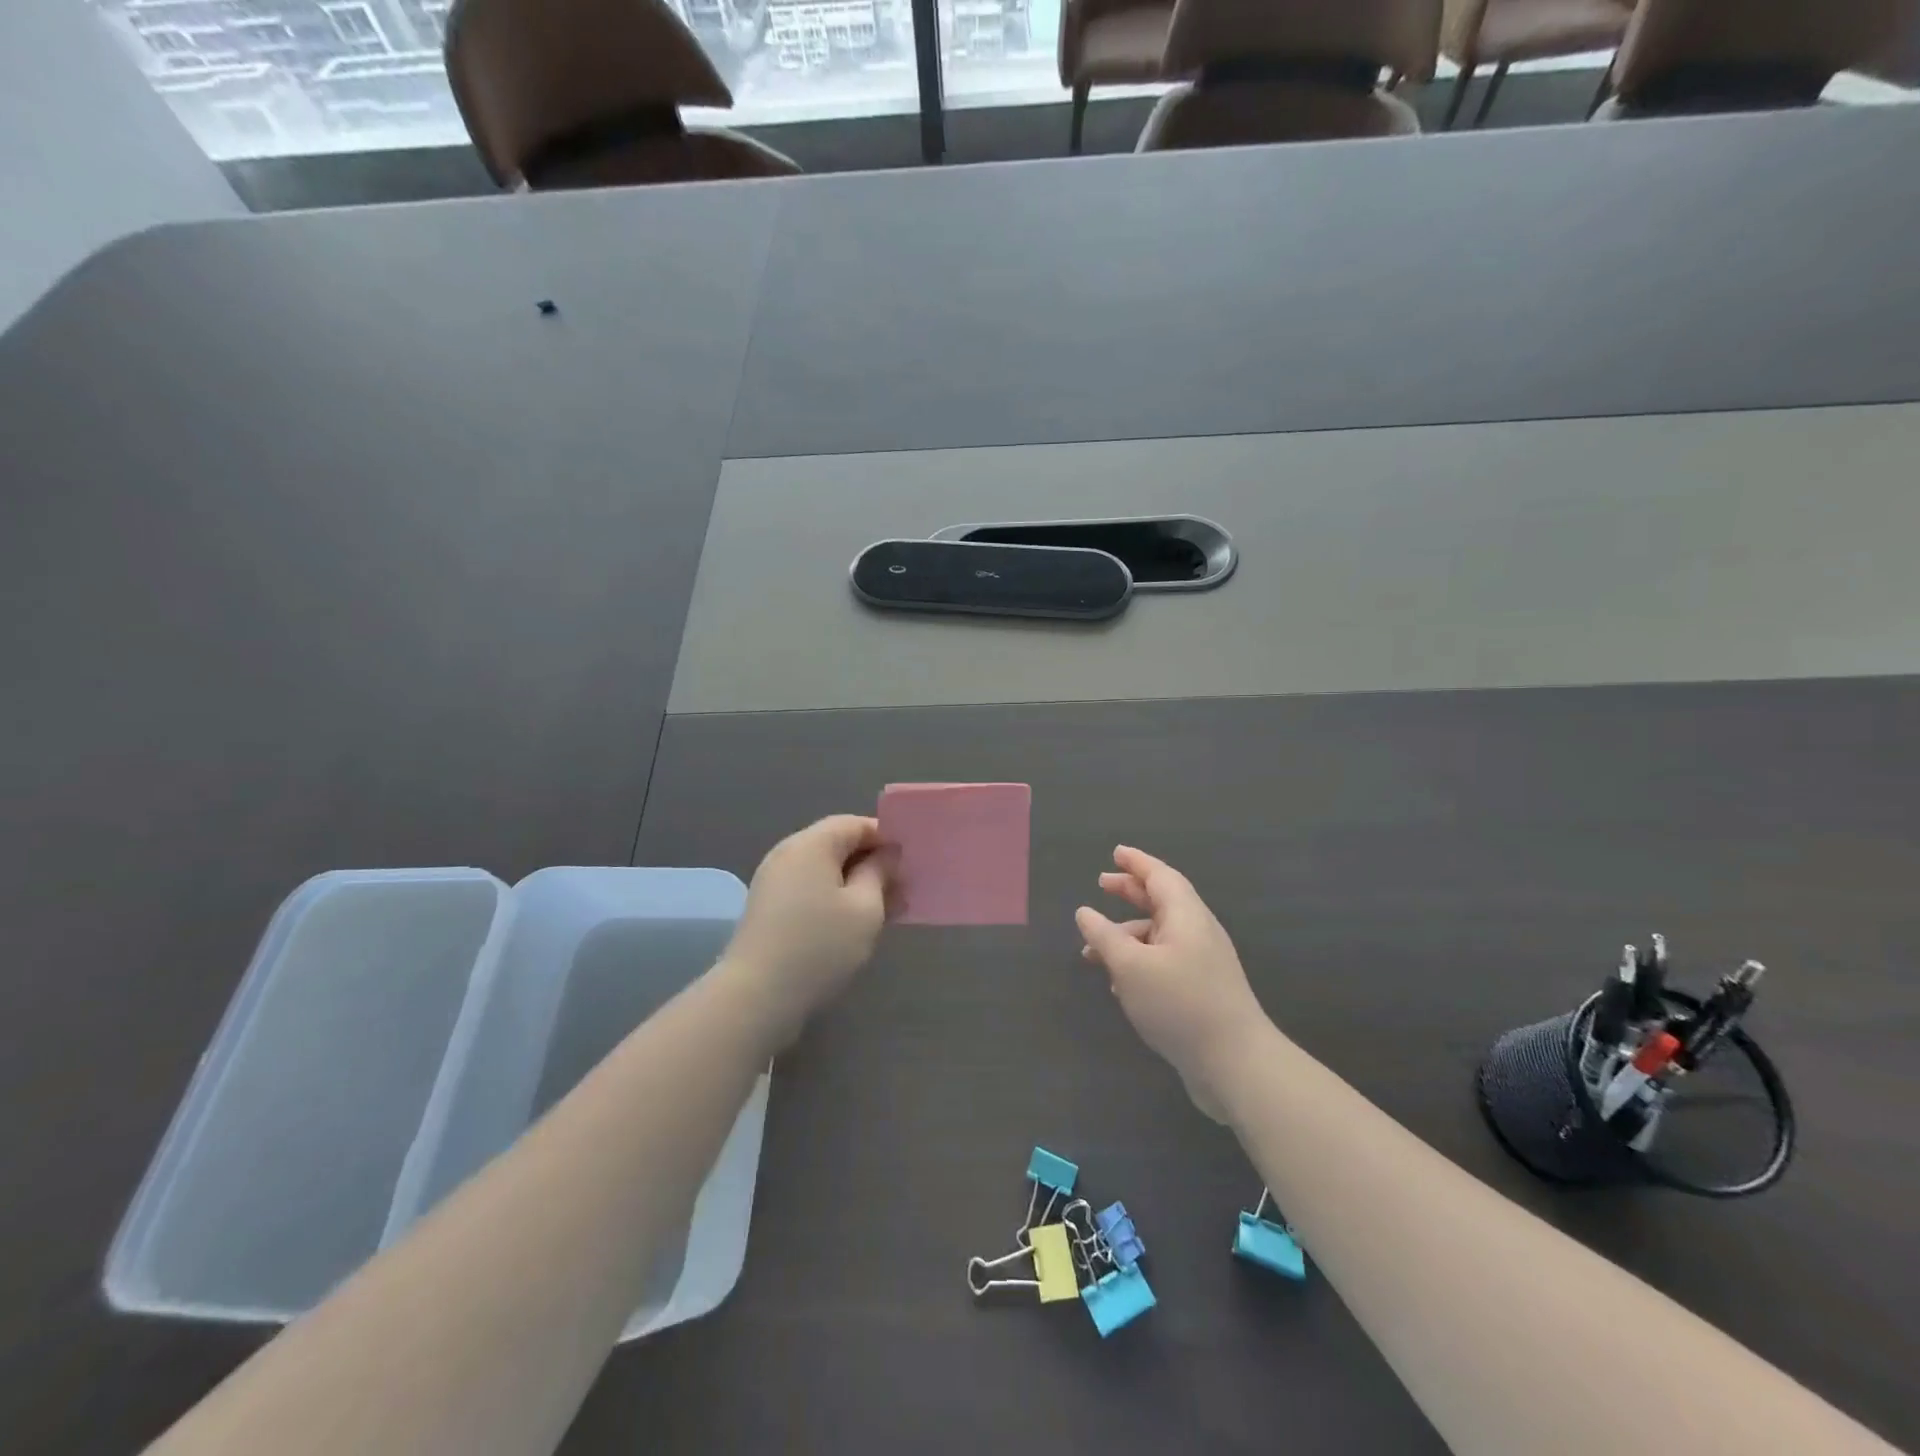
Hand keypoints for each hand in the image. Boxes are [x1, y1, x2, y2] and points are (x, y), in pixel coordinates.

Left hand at [724, 815, 892, 1037]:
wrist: (756, 996)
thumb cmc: (820, 946)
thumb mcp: (865, 908)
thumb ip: (880, 873)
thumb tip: (887, 854)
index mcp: (811, 844)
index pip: (855, 824)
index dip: (886, 838)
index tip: (910, 863)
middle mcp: (788, 853)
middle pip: (837, 844)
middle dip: (872, 863)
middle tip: (903, 889)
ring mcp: (773, 881)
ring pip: (823, 870)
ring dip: (855, 884)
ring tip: (884, 910)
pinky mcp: (767, 907)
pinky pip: (808, 889)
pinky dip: (833, 898)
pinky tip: (852, 925)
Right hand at [1076, 846, 1273, 1122]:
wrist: (1236, 1064)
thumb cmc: (1180, 1004)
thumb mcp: (1131, 966)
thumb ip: (1104, 936)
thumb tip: (1084, 912)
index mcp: (1186, 915)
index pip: (1160, 876)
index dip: (1136, 862)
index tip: (1115, 852)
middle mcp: (1198, 932)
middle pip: (1161, 901)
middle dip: (1130, 892)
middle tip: (1101, 884)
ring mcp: (1203, 963)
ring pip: (1159, 935)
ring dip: (1127, 936)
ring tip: (1093, 952)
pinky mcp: (1202, 991)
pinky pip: (1165, 962)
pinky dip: (1139, 962)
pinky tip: (1119, 984)